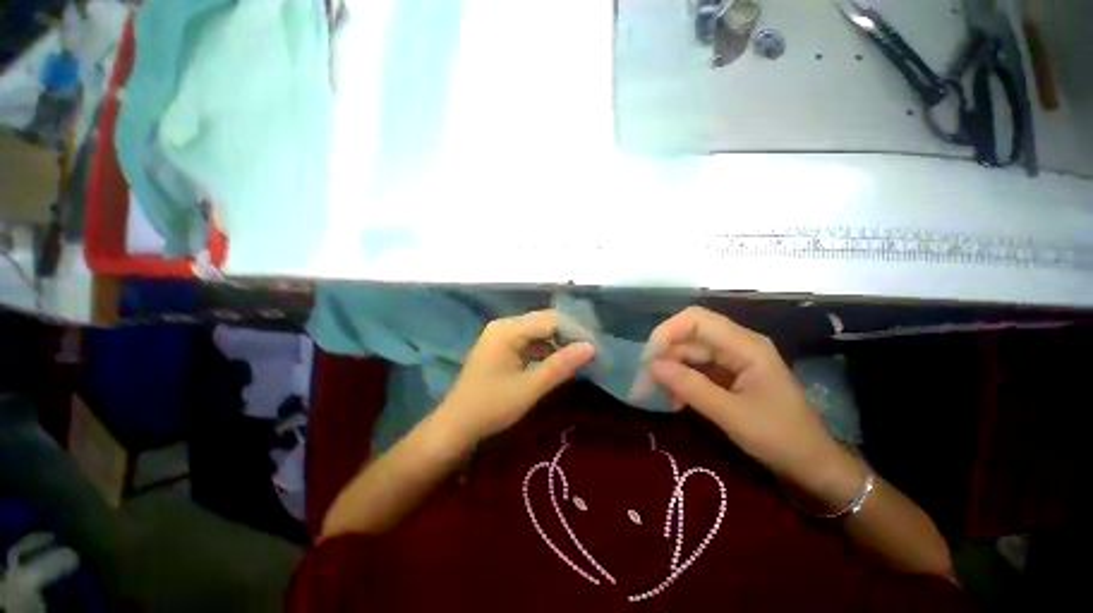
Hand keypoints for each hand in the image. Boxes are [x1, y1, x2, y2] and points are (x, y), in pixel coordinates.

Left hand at [438, 310, 594, 444]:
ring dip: (559, 342)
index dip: (575, 331)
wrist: (456, 425)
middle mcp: (504, 326)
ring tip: (580, 355)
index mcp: (507, 330)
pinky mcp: (502, 347)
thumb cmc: (490, 407)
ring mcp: (501, 336)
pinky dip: (546, 350)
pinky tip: (559, 361)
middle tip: (591, 350)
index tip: (596, 347)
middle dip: (569, 334)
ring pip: (538, 331)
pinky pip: (529, 341)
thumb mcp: (529, 388)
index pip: (550, 320)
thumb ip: (560, 366)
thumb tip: (590, 347)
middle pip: (544, 322)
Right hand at [644, 307, 847, 489]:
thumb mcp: (731, 415)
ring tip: (660, 395)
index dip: (667, 331)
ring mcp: (733, 358)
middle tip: (646, 381)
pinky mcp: (728, 373)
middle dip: (665, 354)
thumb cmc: (780, 438)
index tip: (649, 358)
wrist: (811, 464)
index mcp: (745, 345)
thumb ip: (690, 387)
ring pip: (689, 351)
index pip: (696, 319)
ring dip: (671, 369)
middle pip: (689, 335)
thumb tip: (652, 365)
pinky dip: (681, 380)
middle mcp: (737, 344)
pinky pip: (696, 367)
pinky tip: (675, 399)